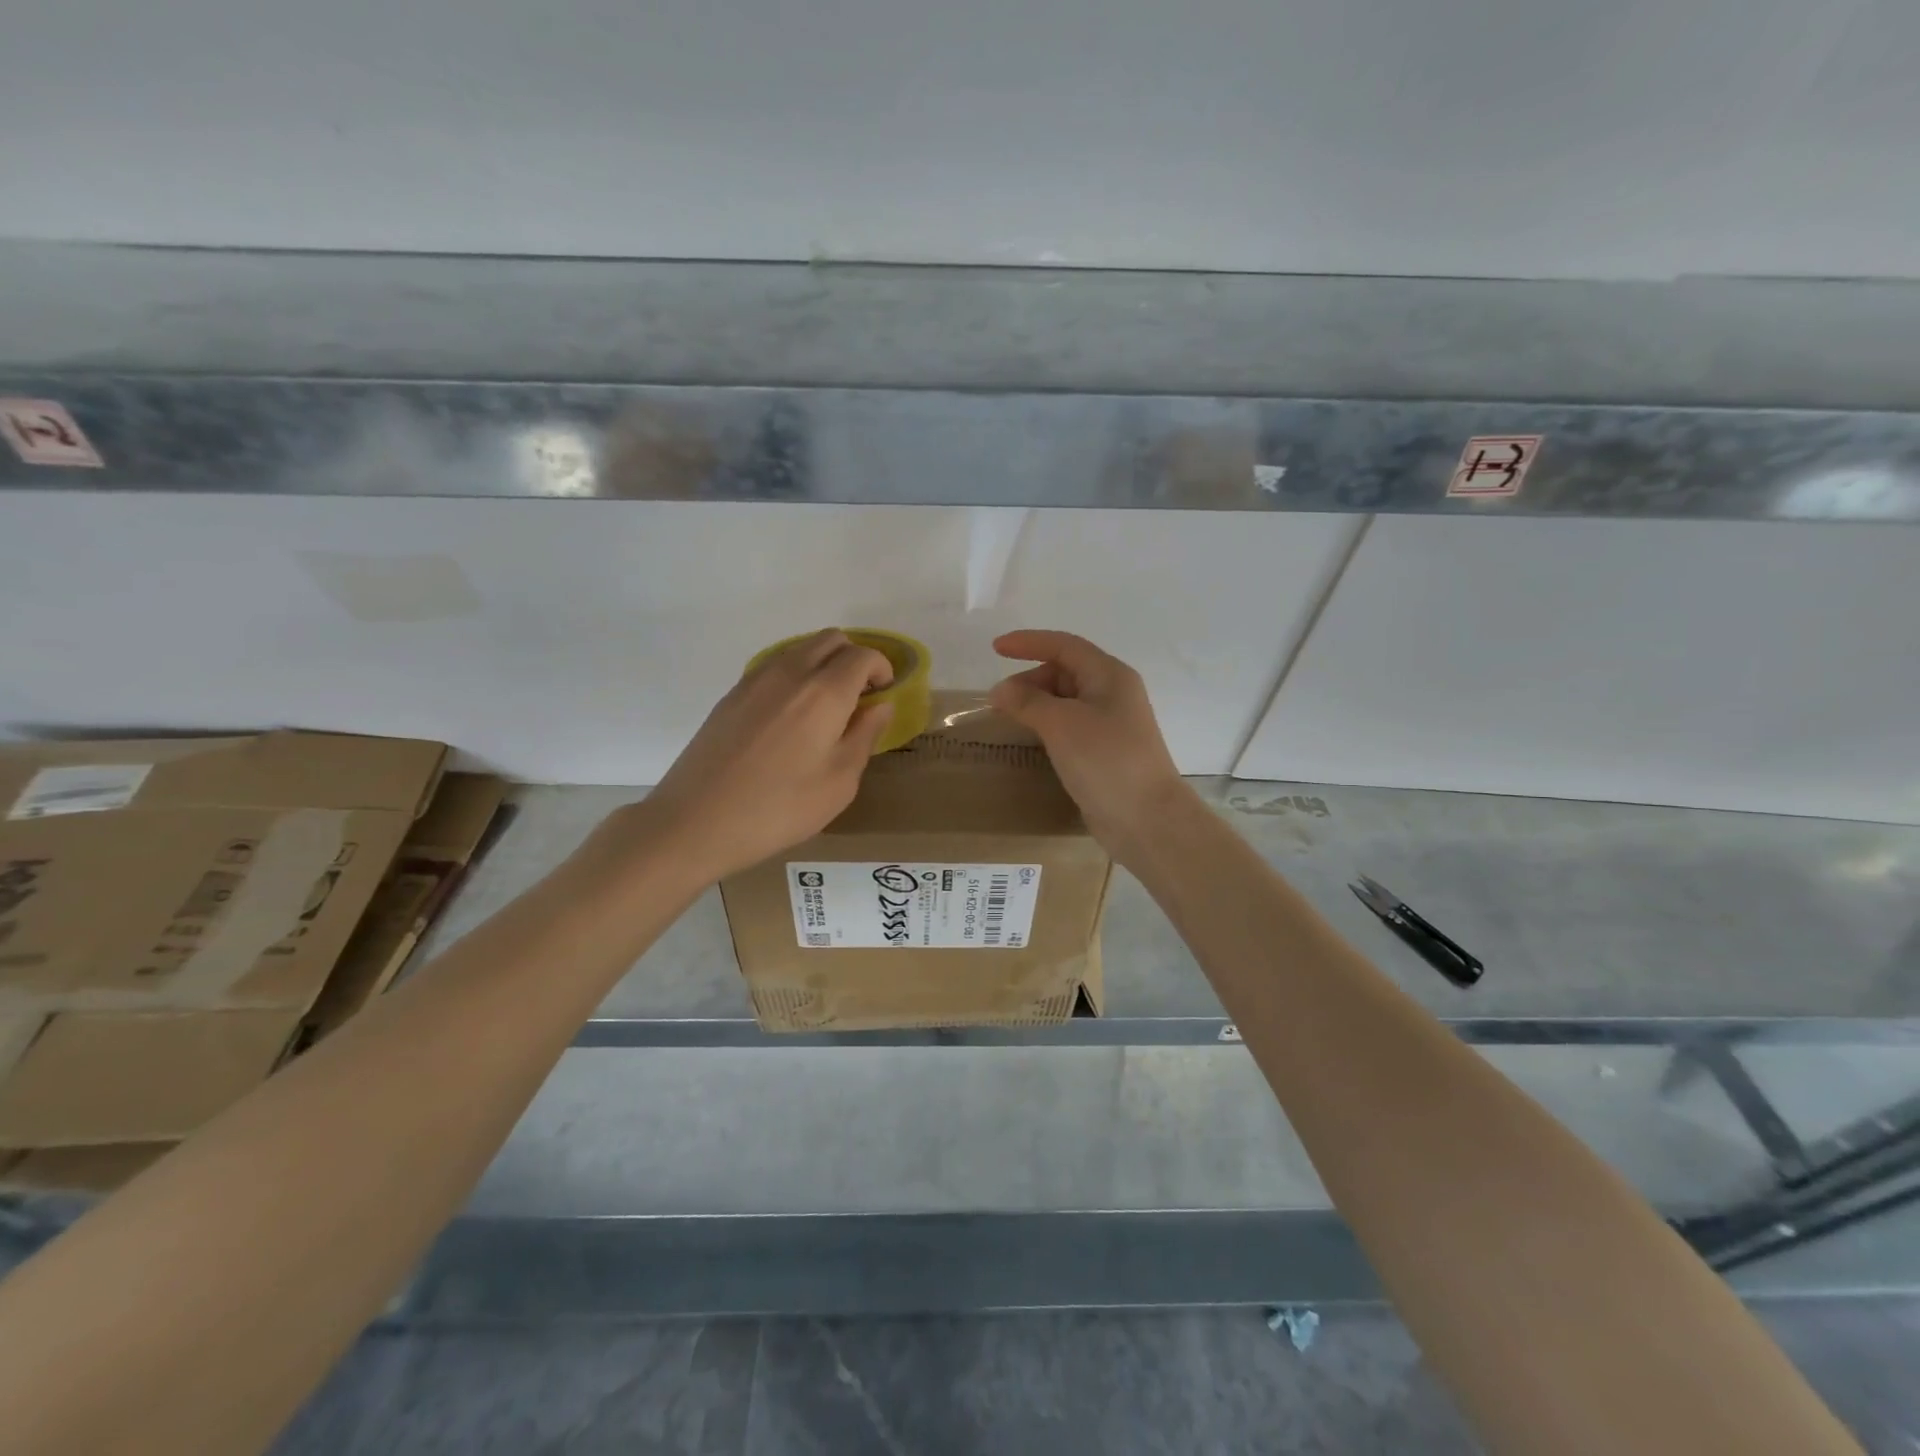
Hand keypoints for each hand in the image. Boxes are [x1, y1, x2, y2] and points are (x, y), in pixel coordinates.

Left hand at [606, 630, 894, 884]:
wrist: (696, 821)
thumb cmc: (779, 808)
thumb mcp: (839, 782)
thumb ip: (864, 736)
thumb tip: (880, 705)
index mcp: (824, 692)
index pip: (862, 655)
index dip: (881, 669)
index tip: (883, 695)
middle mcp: (790, 672)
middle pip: (830, 639)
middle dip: (853, 659)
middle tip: (859, 697)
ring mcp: (755, 680)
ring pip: (800, 648)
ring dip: (823, 664)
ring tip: (826, 708)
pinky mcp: (732, 694)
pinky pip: (774, 666)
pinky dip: (795, 675)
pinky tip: (790, 717)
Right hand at [989, 629, 1192, 860]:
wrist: (1146, 819)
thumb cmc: (1106, 761)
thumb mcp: (1061, 724)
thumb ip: (1027, 701)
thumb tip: (1000, 690)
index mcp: (1109, 675)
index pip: (1064, 645)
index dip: (1029, 642)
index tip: (995, 649)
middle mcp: (1113, 693)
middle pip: (1065, 671)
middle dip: (1030, 679)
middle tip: (1000, 701)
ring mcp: (1111, 724)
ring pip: (1066, 700)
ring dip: (1037, 703)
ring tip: (1010, 719)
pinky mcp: (1105, 751)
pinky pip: (1070, 725)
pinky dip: (1047, 725)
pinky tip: (1032, 739)